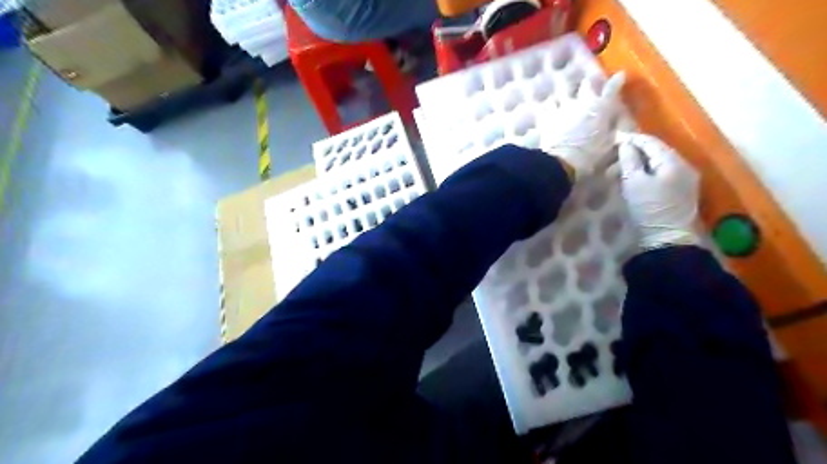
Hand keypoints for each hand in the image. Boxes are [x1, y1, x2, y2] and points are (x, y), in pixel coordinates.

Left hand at [541, 70, 624, 177]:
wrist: (563, 160)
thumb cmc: (590, 154)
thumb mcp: (609, 144)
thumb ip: (613, 131)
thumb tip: (618, 126)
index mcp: (601, 107)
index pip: (612, 88)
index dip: (617, 81)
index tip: (620, 75)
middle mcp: (582, 102)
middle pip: (586, 84)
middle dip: (589, 83)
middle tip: (590, 84)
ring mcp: (563, 107)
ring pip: (564, 90)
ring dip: (566, 91)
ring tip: (566, 93)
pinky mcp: (548, 116)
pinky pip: (548, 105)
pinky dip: (550, 105)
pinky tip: (549, 106)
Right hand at [616, 134, 699, 249]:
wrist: (667, 239)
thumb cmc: (649, 208)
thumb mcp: (634, 183)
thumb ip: (629, 160)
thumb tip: (626, 144)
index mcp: (673, 162)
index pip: (651, 142)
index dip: (632, 139)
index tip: (614, 138)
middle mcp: (684, 166)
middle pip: (656, 152)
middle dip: (634, 152)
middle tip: (613, 157)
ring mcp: (685, 180)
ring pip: (658, 164)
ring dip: (639, 164)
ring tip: (619, 171)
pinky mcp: (681, 192)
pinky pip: (662, 175)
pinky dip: (646, 173)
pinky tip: (634, 180)